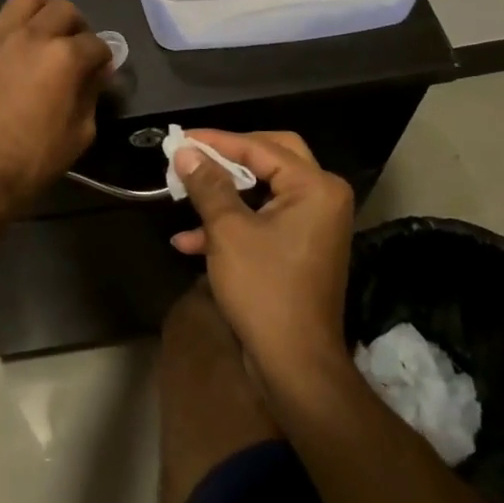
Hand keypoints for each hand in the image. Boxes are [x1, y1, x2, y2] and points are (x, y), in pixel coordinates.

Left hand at [0, 0, 112, 214]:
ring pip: (23, 1)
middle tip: (72, 46)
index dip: (102, 57)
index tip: (98, 69)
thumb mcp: (79, 134)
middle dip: (76, 26)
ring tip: (37, 32)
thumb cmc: (32, 160)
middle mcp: (31, 36)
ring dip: (38, 13)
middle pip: (63, 10)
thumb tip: (96, 73)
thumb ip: (90, 95)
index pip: (95, 43)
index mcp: (64, 57)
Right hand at [170, 131, 354, 376]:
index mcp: (315, 187)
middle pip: (270, 158)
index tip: (181, 138)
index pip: (261, 147)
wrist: (295, 364)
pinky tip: (189, 241)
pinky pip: (263, 221)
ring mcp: (313, 224)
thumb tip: (185, 151)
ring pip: (263, 191)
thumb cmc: (264, 289)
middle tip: (194, 155)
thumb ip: (208, 185)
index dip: (217, 141)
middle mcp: (321, 198)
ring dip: (223, 195)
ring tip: (182, 197)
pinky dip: (231, 225)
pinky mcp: (299, 248)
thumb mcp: (228, 231)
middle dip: (227, 159)